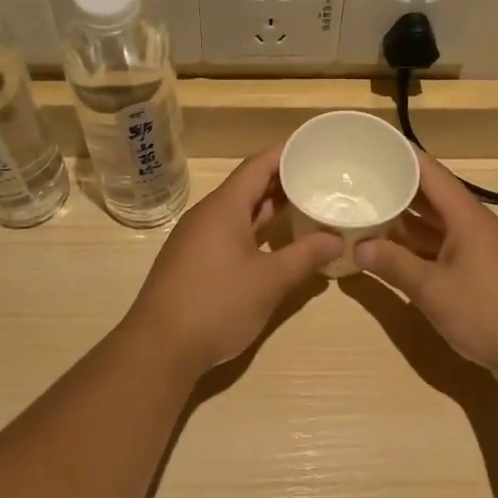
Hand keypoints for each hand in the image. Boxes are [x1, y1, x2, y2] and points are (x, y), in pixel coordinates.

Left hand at [119, 146, 342, 376]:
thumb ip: (305, 255)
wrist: (159, 348)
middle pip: (248, 186)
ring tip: (306, 206)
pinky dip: (256, 229)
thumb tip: (337, 238)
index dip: (286, 154)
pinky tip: (277, 243)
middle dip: (283, 181)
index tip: (315, 148)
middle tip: (320, 178)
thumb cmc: (217, 305)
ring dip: (270, 208)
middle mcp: (208, 214)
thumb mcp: (270, 281)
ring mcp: (197, 238)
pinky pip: (230, 231)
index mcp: (224, 207)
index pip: (258, 165)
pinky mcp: (194, 261)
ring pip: (239, 211)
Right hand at [355, 153, 497, 381]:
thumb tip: (359, 246)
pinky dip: (418, 245)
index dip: (402, 156)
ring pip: (436, 224)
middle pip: (432, 196)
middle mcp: (473, 225)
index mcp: (466, 216)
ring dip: (405, 219)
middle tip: (359, 179)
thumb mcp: (432, 289)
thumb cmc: (487, 312)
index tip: (373, 144)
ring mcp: (479, 249)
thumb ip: (394, 265)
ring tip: (367, 210)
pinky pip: (443, 246)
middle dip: (397, 187)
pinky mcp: (481, 272)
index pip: (430, 173)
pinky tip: (393, 250)